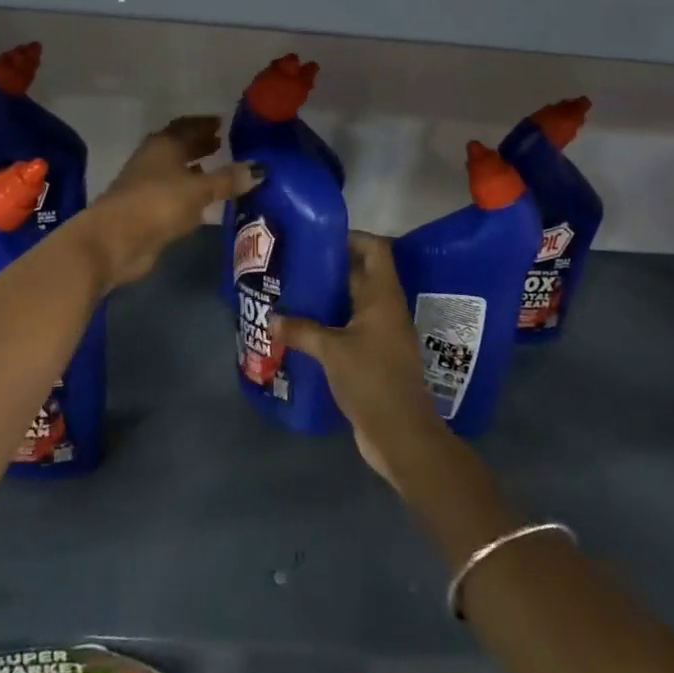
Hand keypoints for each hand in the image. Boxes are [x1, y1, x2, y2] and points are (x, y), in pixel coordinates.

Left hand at [78, 116, 261, 289]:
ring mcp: (146, 184)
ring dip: (195, 168)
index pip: (187, 126)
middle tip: (224, 143)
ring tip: (219, 169)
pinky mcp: (146, 210)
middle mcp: (153, 159)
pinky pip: (174, 193)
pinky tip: (204, 200)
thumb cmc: (158, 203)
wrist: (115, 240)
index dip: (205, 124)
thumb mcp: (199, 190)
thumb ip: (228, 180)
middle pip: (180, 146)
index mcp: (164, 144)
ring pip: (176, 170)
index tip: (224, 123)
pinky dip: (189, 192)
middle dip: (201, 144)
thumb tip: (260, 168)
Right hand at [274, 232, 452, 490]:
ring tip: (291, 292)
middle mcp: (385, 308)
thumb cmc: (372, 380)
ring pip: (353, 303)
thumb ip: (301, 330)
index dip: (350, 236)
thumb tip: (271, 317)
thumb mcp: (332, 351)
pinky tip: (301, 329)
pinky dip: (329, 325)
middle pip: (361, 273)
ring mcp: (381, 334)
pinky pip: (350, 329)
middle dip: (329, 267)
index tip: (317, 237)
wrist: (401, 436)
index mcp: (383, 296)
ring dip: (327, 298)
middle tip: (294, 263)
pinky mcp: (373, 357)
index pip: (374, 248)